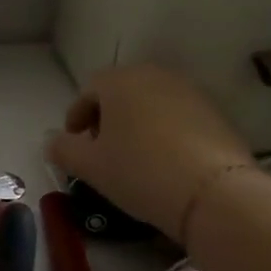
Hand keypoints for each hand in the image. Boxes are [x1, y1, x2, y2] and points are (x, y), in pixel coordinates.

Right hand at [48, 64, 255, 241]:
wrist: (213, 194)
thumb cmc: (139, 171)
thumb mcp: (88, 165)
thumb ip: (62, 149)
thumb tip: (53, 142)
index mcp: (120, 81)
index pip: (88, 90)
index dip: (76, 116)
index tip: (74, 142)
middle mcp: (155, 76)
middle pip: (121, 92)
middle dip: (107, 117)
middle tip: (101, 148)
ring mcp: (190, 92)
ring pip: (151, 103)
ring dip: (136, 123)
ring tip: (133, 156)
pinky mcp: (216, 113)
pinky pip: (178, 117)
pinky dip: (164, 132)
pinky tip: (163, 161)